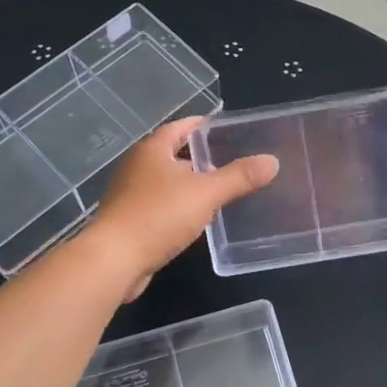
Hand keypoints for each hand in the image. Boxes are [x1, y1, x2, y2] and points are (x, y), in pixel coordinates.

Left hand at [81, 117, 277, 298]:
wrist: (114, 260)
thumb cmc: (158, 216)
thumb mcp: (206, 193)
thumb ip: (239, 177)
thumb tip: (271, 161)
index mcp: (152, 150)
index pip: (180, 127)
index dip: (202, 126)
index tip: (224, 128)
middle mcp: (137, 167)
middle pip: (172, 154)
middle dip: (198, 157)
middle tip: (230, 160)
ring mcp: (129, 195)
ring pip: (165, 182)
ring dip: (188, 184)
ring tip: (218, 189)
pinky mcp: (128, 221)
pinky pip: (159, 206)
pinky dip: (177, 207)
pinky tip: (195, 219)